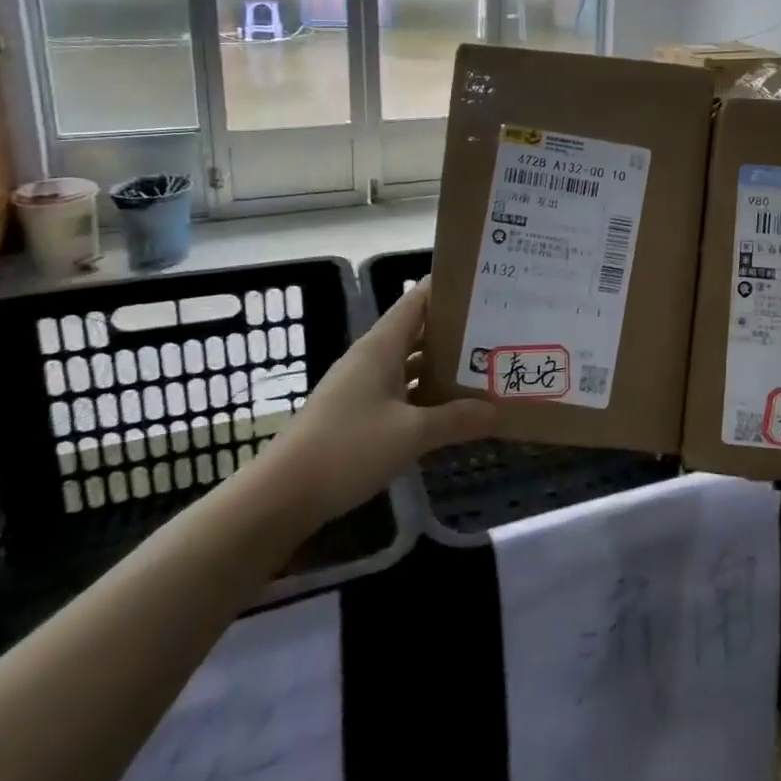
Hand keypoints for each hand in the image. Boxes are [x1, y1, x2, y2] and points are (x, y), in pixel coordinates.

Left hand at [270, 278, 494, 519]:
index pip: (419, 298)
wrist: (281, 497)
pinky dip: (426, 394)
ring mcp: (362, 386)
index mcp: (381, 345)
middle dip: (456, 329)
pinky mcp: (357, 413)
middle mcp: (372, 357)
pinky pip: (400, 391)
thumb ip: (456, 419)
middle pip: (419, 330)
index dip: (450, 286)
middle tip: (500, 329)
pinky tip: (451, 408)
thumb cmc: (347, 449)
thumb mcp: (411, 434)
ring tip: (485, 366)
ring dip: (443, 365)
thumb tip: (496, 410)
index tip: (487, 284)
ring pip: (410, 363)